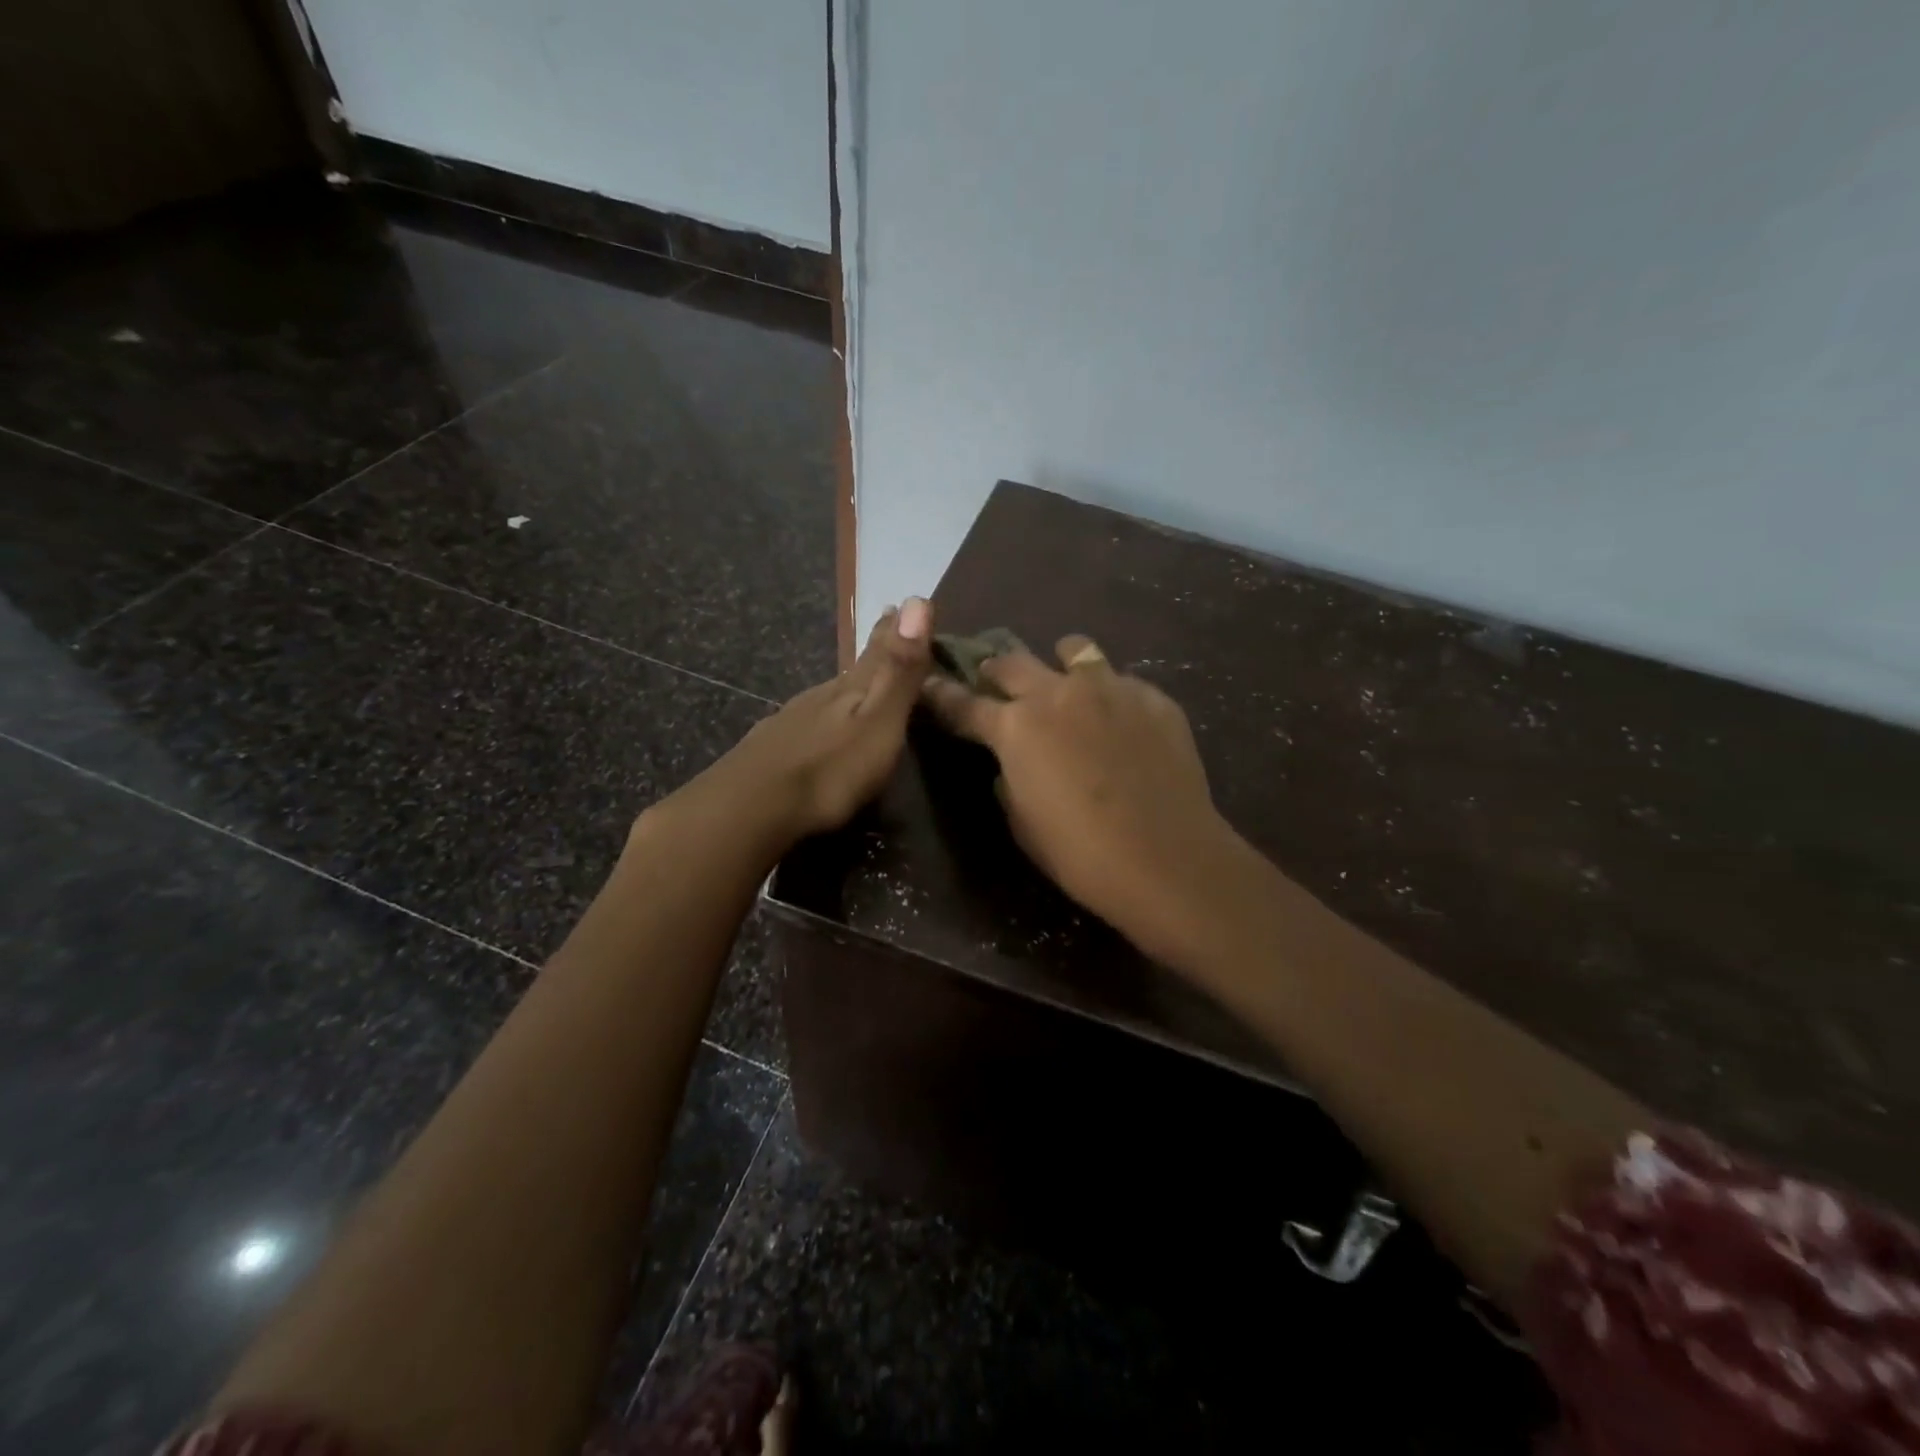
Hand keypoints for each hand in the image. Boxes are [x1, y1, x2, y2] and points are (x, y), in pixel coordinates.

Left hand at [697, 597, 934, 845]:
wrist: (751, 808)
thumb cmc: (830, 769)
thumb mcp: (878, 721)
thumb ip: (899, 669)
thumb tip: (918, 598)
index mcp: (851, 688)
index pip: (879, 649)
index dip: (894, 629)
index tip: (902, 605)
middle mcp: (820, 695)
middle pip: (853, 669)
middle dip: (873, 653)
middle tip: (886, 629)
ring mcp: (791, 720)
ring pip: (826, 695)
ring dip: (846, 687)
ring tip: (859, 683)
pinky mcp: (771, 748)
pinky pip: (806, 721)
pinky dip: (821, 717)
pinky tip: (818, 728)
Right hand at [920, 634, 1234, 961]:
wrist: (1167, 859)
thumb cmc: (1080, 853)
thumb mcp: (1023, 822)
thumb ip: (1010, 778)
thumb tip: (1013, 761)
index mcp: (1016, 726)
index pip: (964, 704)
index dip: (942, 694)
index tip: (930, 682)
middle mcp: (1058, 693)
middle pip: (1013, 662)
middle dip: (996, 671)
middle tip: (996, 684)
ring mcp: (1111, 688)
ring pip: (1074, 650)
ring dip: (1059, 665)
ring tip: (1067, 687)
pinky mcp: (1154, 698)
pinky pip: (1123, 681)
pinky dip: (1111, 695)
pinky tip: (1122, 724)